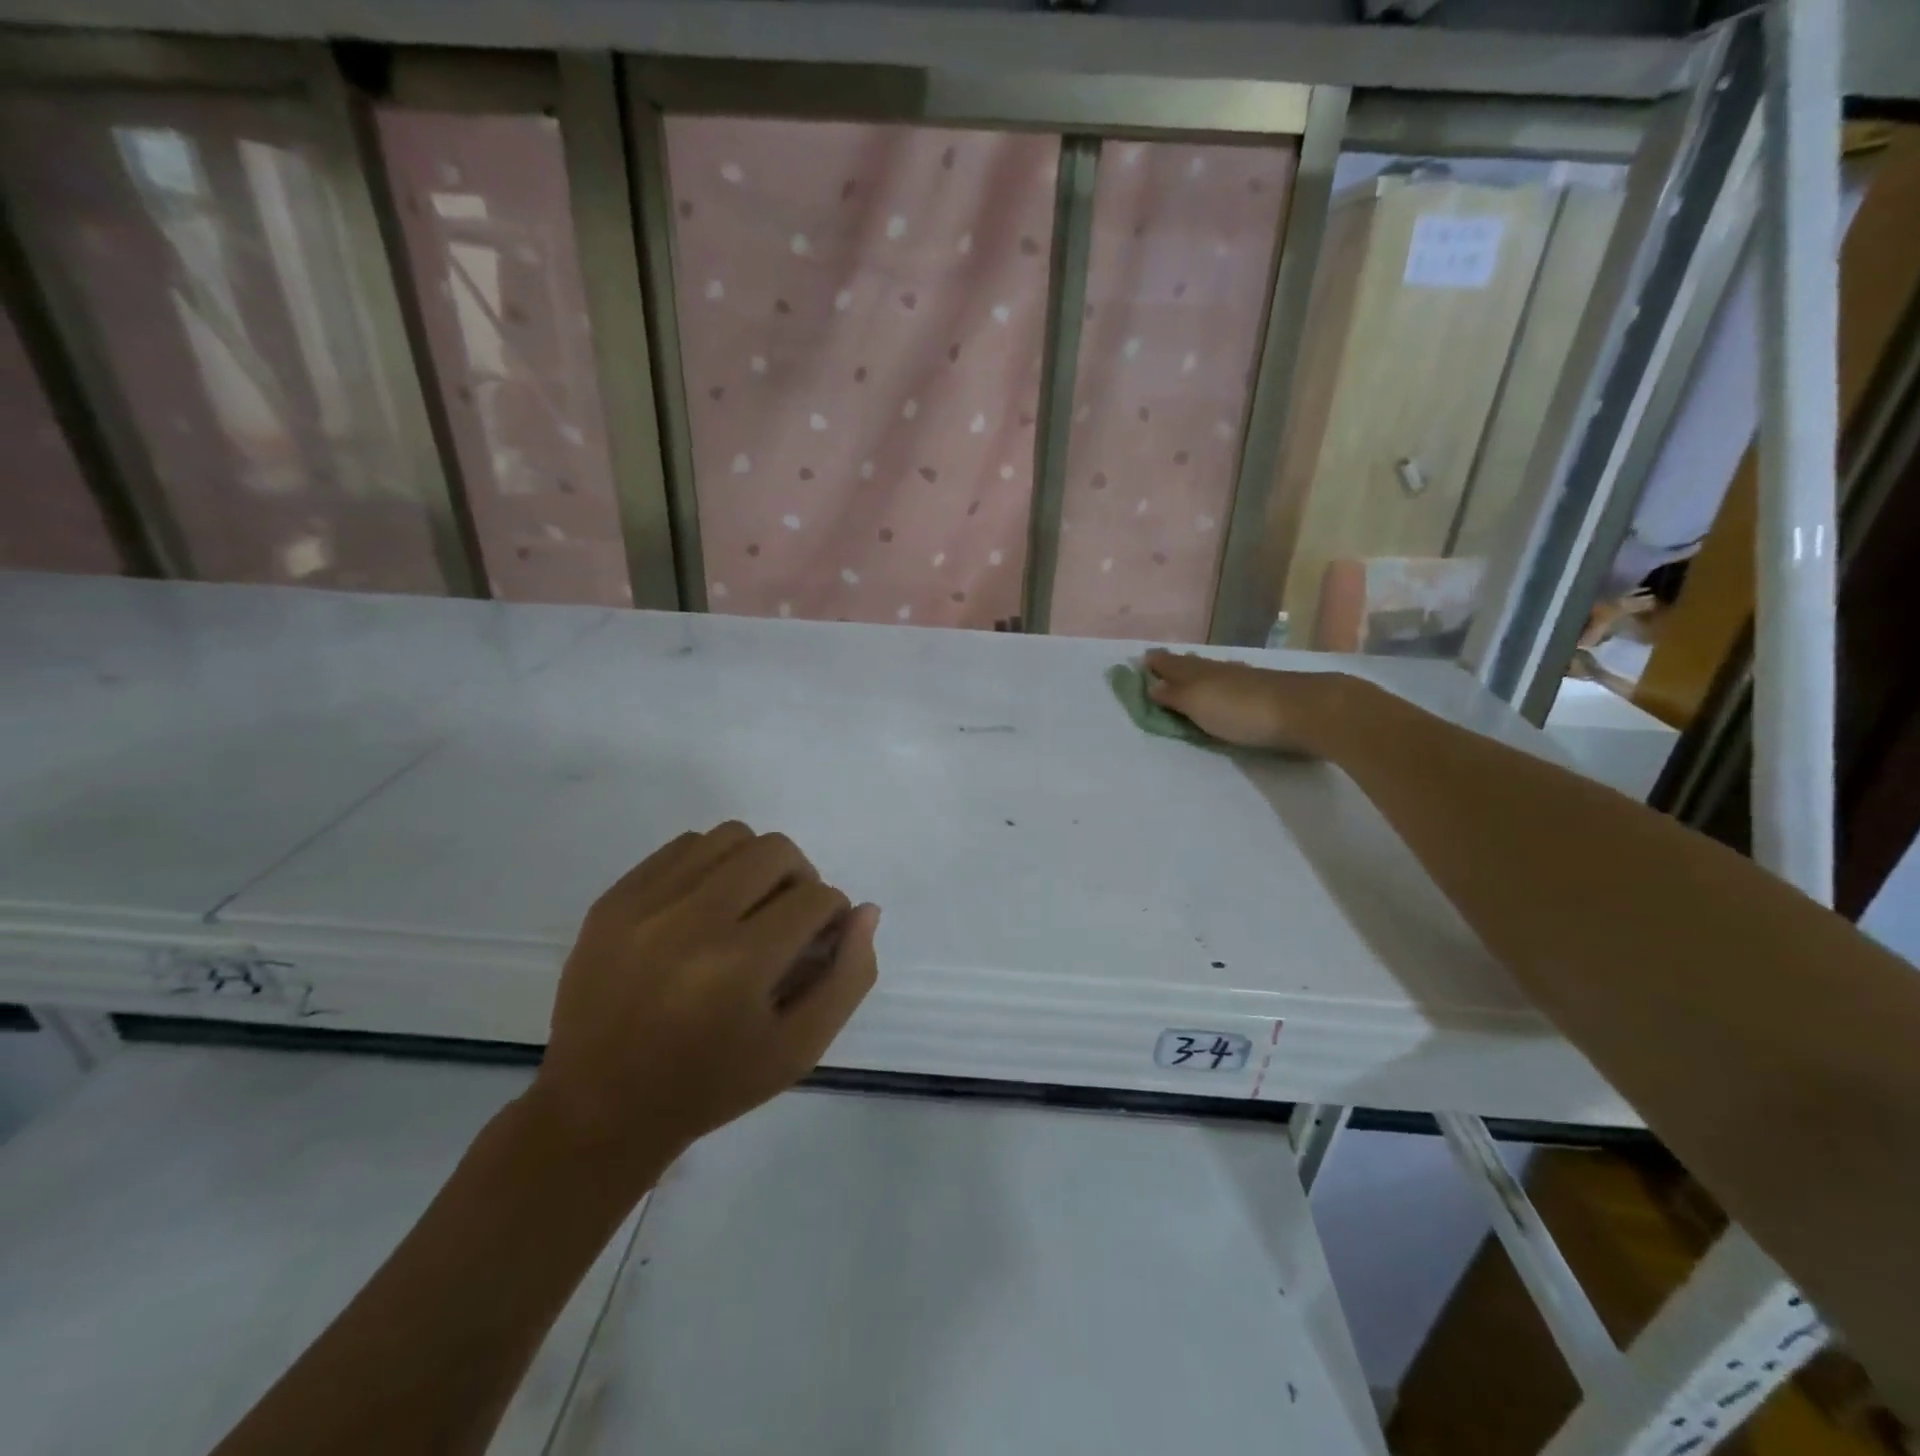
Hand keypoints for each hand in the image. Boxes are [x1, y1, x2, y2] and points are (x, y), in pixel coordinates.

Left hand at [527, 822, 877, 1183]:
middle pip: (775, 850)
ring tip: (749, 906)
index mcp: (738, 966)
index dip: (832, 914)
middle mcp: (690, 922)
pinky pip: (682, 847)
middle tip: (790, 917)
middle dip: (801, 878)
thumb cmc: (712, 1085)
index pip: (816, 898)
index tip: (822, 940)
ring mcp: (643, 905)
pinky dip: (711, 864)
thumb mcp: (799, 1049)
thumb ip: (848, 977)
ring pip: (729, 836)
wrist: (599, 1109)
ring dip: (756, 864)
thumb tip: (865, 910)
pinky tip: (708, 905)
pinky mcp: (613, 899)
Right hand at [1143, 650, 1351, 754]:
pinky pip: (1238, 680)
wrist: (1308, 711)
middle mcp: (1222, 670)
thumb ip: (1175, 696)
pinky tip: (1231, 682)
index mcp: (1201, 673)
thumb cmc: (1243, 710)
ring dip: (1202, 671)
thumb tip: (1152, 685)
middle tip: (1164, 662)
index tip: (1144, 659)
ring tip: (1193, 673)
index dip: (1158, 663)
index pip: (1173, 665)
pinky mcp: (1272, 690)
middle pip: (1194, 665)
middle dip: (1178, 664)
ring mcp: (1249, 679)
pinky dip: (1226, 680)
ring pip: (1217, 671)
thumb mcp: (1199, 705)